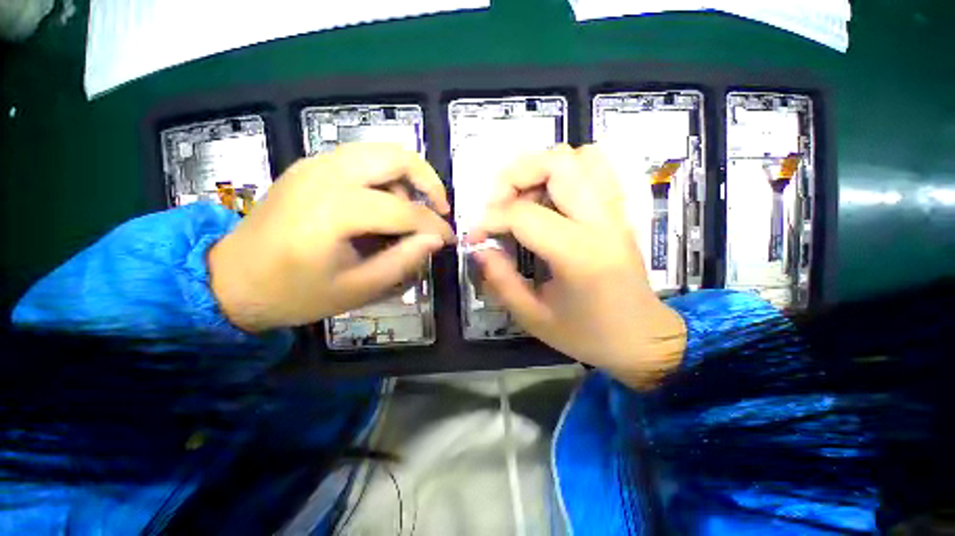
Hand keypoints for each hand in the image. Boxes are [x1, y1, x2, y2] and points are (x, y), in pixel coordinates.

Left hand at [209, 143, 454, 332]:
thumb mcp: (358, 289)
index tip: (450, 239)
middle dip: (429, 181)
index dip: (435, 226)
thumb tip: (436, 239)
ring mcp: (315, 164)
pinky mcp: (311, 166)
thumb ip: (403, 261)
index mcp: (335, 212)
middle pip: (396, 156)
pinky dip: (386, 176)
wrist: (232, 279)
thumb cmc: (295, 293)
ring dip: (407, 178)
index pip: (405, 211)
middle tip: (439, 210)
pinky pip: (362, 158)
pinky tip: (384, 204)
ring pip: (381, 152)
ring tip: (411, 211)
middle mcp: (326, 175)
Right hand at [468, 145, 686, 387]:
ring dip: (541, 169)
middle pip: (556, 163)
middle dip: (514, 176)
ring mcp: (615, 211)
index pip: (523, 214)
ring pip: (579, 156)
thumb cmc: (588, 335)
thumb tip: (479, 249)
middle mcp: (600, 221)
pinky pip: (596, 169)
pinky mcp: (619, 212)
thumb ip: (501, 281)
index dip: (489, 220)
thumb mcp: (533, 317)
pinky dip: (567, 171)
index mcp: (578, 253)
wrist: (644, 339)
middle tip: (496, 204)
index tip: (475, 237)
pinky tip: (551, 197)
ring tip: (523, 198)